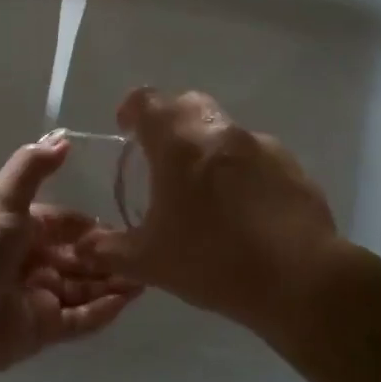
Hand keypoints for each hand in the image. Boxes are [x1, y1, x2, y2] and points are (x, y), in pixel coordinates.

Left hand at [0, 137, 138, 374]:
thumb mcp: (4, 199)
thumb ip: (32, 167)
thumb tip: (63, 139)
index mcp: (23, 231)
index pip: (67, 225)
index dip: (93, 227)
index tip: (129, 226)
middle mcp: (32, 264)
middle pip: (80, 260)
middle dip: (110, 258)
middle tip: (148, 256)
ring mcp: (38, 299)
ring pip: (84, 290)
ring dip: (113, 284)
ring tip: (147, 278)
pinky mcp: (42, 331)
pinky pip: (80, 321)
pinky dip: (103, 312)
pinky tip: (128, 302)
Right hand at [84, 88, 340, 338]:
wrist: (298, 279)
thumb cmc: (212, 261)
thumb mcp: (147, 262)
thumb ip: (107, 249)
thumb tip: (82, 246)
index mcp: (179, 144)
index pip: (148, 102)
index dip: (132, 111)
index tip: (126, 130)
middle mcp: (220, 132)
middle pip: (188, 104)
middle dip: (170, 122)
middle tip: (161, 158)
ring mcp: (262, 147)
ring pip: (225, 130)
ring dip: (208, 148)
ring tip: (205, 192)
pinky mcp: (292, 167)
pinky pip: (257, 157)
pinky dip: (241, 171)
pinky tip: (244, 211)